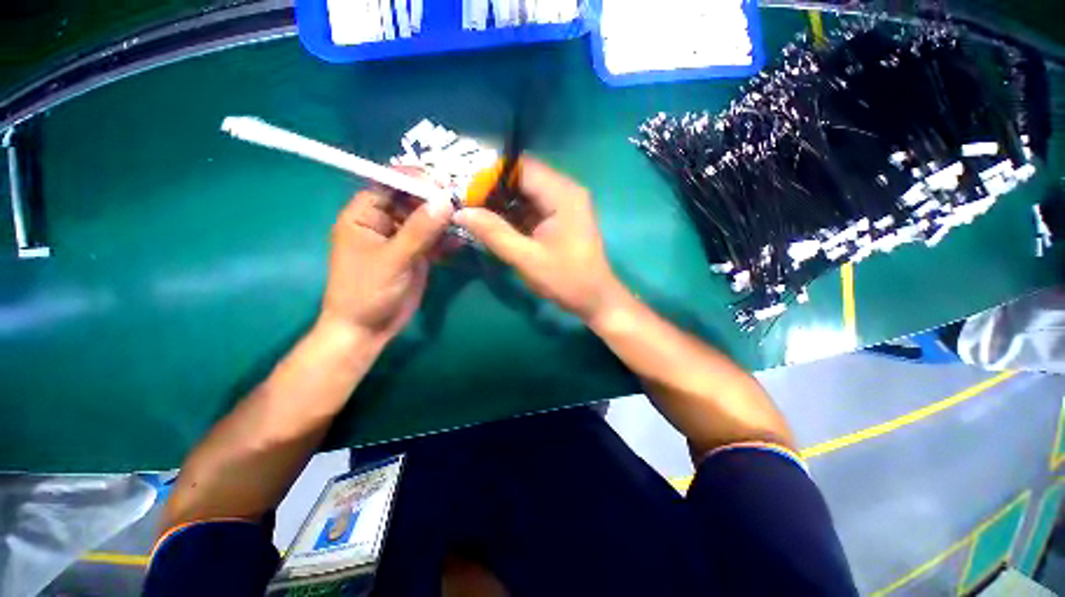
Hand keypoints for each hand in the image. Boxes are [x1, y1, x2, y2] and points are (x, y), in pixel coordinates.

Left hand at [320, 185, 452, 344]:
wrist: (367, 329)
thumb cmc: (367, 291)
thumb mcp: (393, 258)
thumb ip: (420, 230)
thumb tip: (446, 201)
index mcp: (364, 215)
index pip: (389, 184)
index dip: (414, 180)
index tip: (443, 184)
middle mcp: (383, 222)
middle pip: (412, 200)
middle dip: (436, 200)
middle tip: (462, 201)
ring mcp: (402, 239)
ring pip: (426, 220)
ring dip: (445, 220)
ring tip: (468, 218)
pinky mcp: (416, 254)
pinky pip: (434, 240)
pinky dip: (448, 240)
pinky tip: (463, 240)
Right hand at [454, 159, 619, 321]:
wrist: (595, 298)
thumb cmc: (566, 279)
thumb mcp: (526, 258)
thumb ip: (493, 233)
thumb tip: (460, 211)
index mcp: (561, 194)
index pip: (520, 167)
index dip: (489, 174)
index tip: (463, 189)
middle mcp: (564, 190)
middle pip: (522, 176)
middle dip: (492, 188)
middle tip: (464, 201)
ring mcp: (563, 203)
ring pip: (525, 191)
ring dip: (500, 201)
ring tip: (473, 212)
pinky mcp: (559, 217)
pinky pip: (531, 206)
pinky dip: (512, 213)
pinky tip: (493, 223)